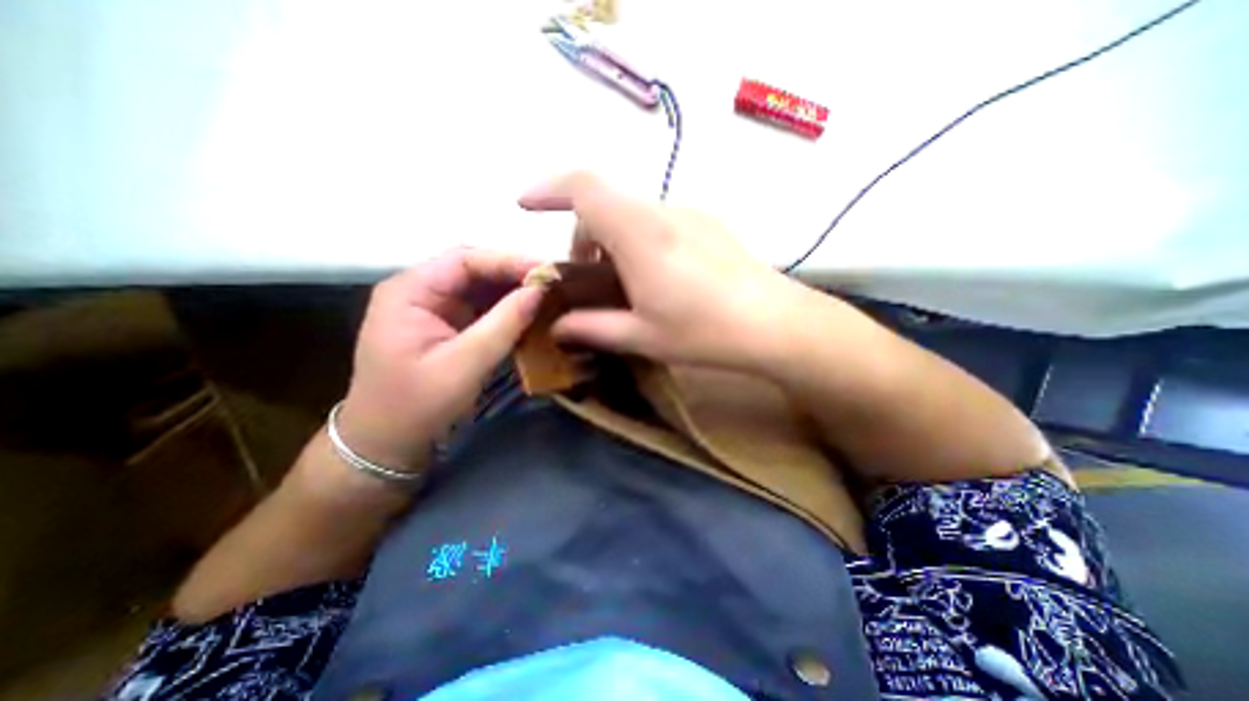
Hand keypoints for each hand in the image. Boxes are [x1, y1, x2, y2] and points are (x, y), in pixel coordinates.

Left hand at [334, 247, 545, 470]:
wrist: (386, 442)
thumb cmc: (417, 405)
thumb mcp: (463, 365)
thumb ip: (503, 324)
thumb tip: (539, 291)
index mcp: (411, 291)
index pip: (465, 260)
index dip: (509, 261)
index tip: (547, 272)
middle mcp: (421, 291)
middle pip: (474, 270)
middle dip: (515, 275)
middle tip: (554, 285)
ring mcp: (434, 308)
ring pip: (481, 288)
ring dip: (514, 292)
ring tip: (549, 298)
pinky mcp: (448, 325)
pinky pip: (482, 308)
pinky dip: (508, 310)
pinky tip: (531, 315)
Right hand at [517, 173, 800, 369]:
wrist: (775, 323)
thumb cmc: (706, 331)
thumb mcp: (642, 336)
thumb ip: (593, 328)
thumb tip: (558, 326)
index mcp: (640, 234)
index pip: (584, 186)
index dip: (548, 188)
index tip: (525, 205)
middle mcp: (663, 212)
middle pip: (604, 203)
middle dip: (582, 235)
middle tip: (586, 279)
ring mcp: (690, 214)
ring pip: (631, 212)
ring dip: (612, 239)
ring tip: (622, 284)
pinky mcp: (708, 223)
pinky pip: (658, 220)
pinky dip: (638, 240)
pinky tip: (655, 277)